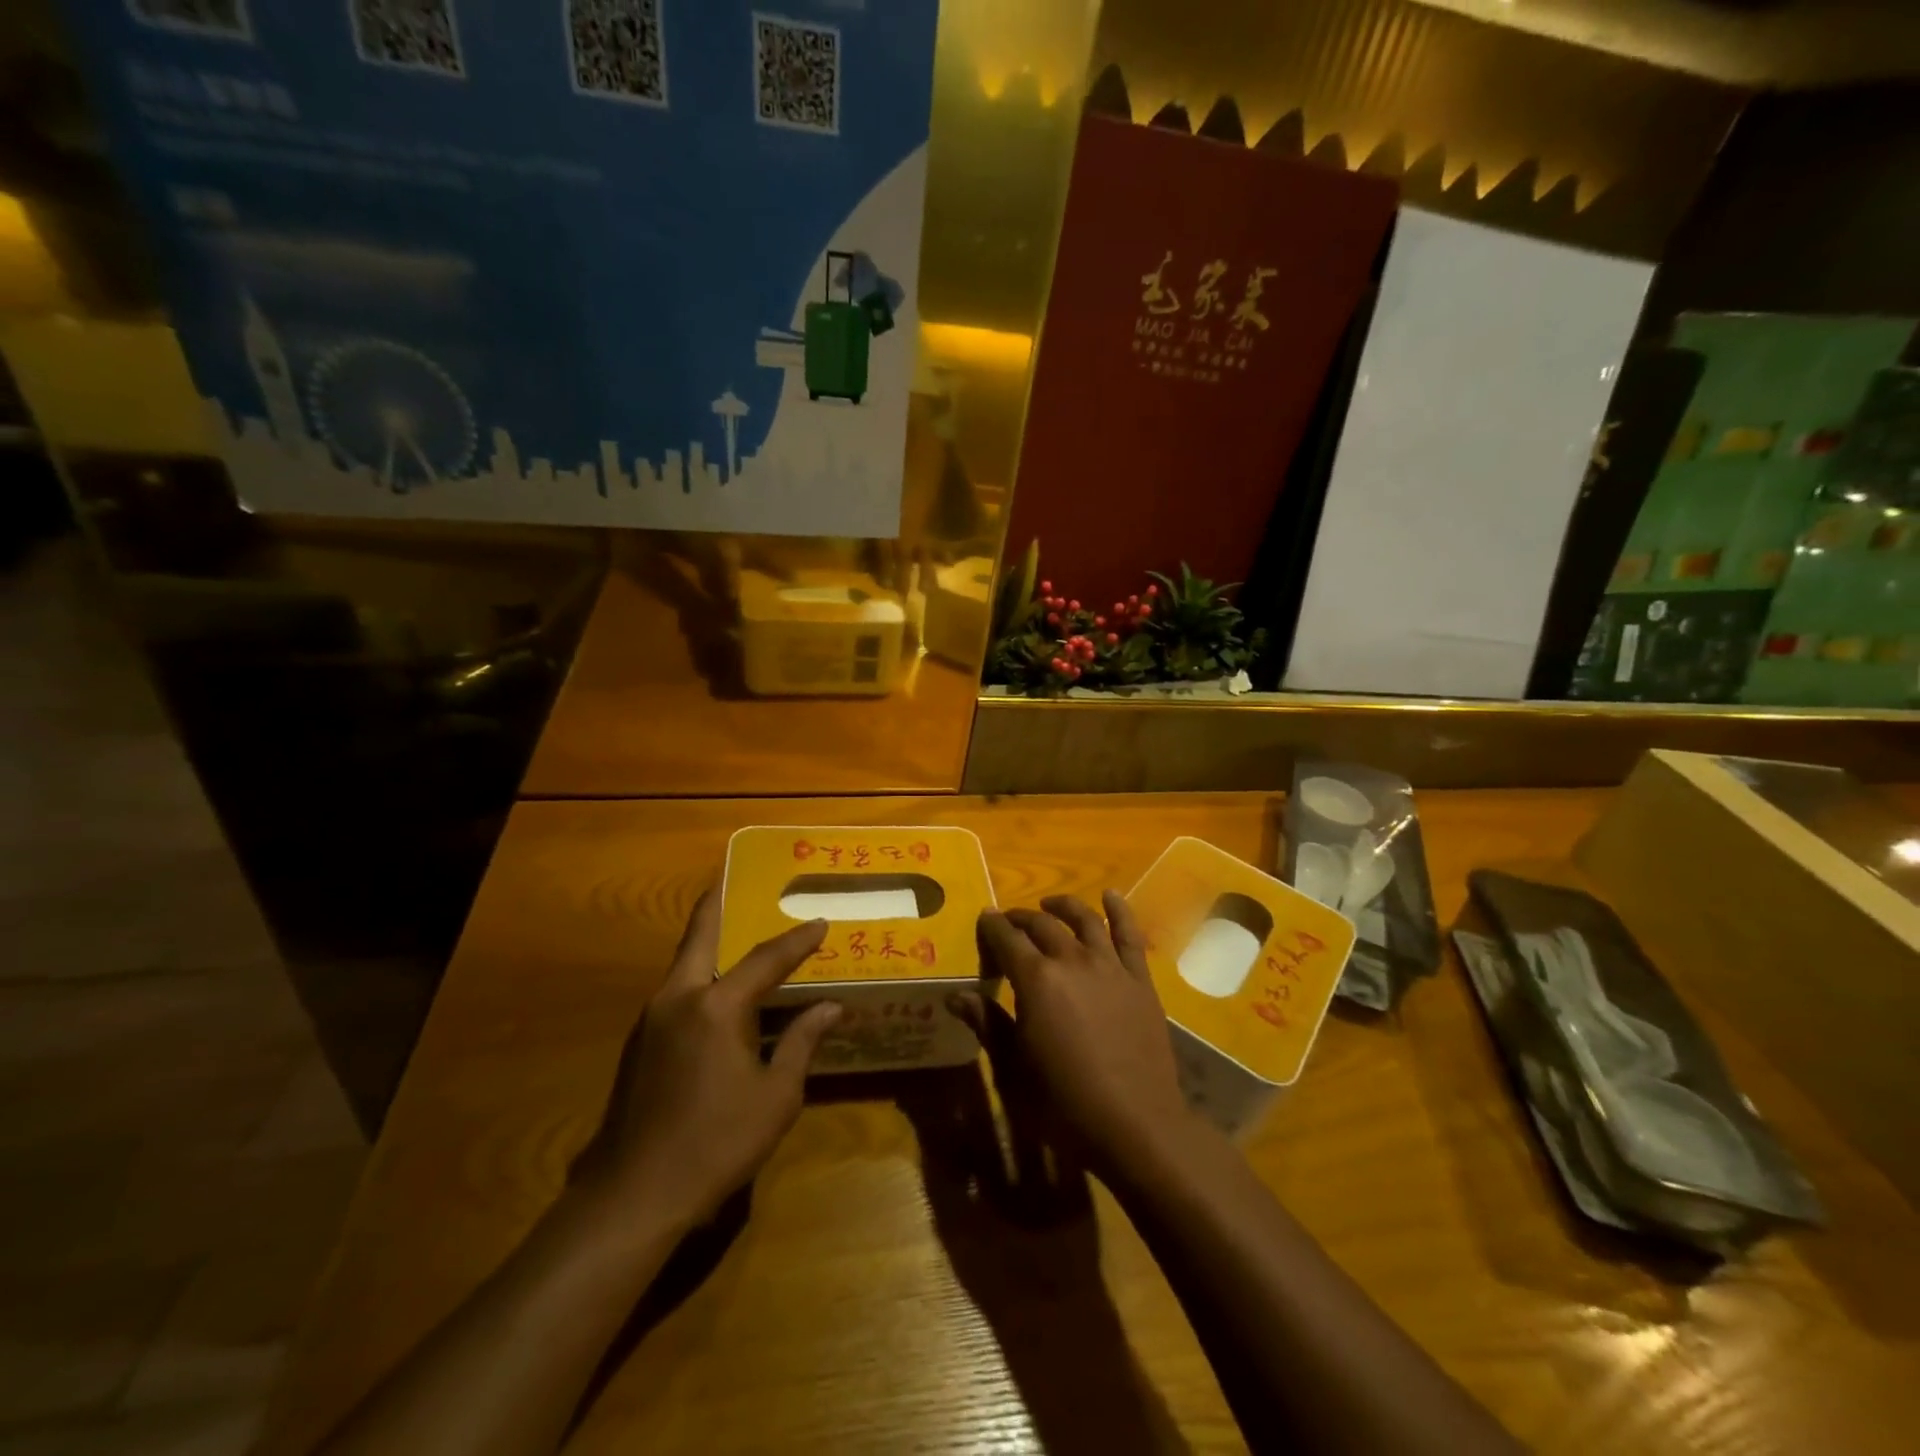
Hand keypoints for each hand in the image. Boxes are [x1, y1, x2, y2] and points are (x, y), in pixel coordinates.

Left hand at [573, 889, 841, 1229]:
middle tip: (735, 881)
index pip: (766, 959)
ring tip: (734, 930)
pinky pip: (676, 990)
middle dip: (718, 905)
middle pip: (699, 935)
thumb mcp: (775, 1096)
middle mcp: (678, 998)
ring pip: (683, 963)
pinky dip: (699, 974)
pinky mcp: (639, 1043)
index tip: (819, 922)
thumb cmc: (716, 1143)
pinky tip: (717, 991)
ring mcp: (651, 1019)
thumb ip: (801, 1043)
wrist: (632, 1196)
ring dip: (707, 941)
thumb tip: (829, 1007)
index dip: (796, 941)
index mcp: (716, 1007)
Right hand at [964, 893, 1194, 1171]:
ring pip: (1084, 920)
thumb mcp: (1013, 1068)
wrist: (1135, 1125)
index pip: (1006, 939)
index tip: (984, 920)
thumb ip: (987, 1024)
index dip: (992, 927)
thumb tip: (957, 995)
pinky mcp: (1139, 980)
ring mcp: (1110, 967)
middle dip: (1021, 918)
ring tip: (1050, 905)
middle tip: (1009, 922)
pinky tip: (1111, 895)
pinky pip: (1129, 936)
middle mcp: (1071, 960)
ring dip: (1063, 907)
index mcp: (1036, 979)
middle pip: (1041, 925)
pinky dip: (1119, 910)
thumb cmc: (1063, 1103)